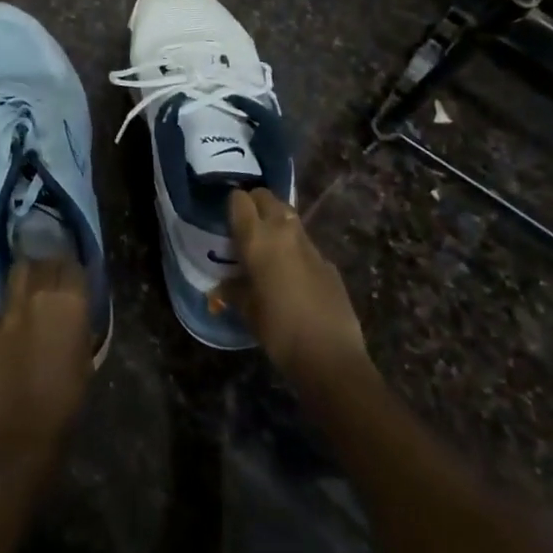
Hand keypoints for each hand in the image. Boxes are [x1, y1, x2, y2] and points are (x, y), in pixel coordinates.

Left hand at [0, 258, 94, 466]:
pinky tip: (6, 307)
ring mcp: (9, 309)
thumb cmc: (66, 403)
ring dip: (27, 272)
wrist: (20, 433)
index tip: (75, 274)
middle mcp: (40, 295)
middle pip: (45, 262)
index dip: (74, 269)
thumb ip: (79, 327)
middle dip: (51, 265)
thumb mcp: (86, 360)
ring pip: (19, 272)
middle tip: (53, 274)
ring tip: (30, 281)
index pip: (73, 266)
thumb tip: (74, 313)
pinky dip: (3, 301)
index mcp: (71, 303)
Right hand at [213, 189, 367, 385]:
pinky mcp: (327, 260)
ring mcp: (309, 244)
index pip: (239, 200)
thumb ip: (233, 289)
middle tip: (245, 226)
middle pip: (266, 197)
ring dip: (276, 222)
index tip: (225, 219)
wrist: (330, 355)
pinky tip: (291, 273)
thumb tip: (222, 286)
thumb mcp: (247, 309)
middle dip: (254, 204)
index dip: (232, 205)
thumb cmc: (278, 330)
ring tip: (266, 246)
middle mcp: (283, 231)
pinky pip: (304, 242)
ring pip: (288, 216)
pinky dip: (293, 247)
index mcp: (257, 238)